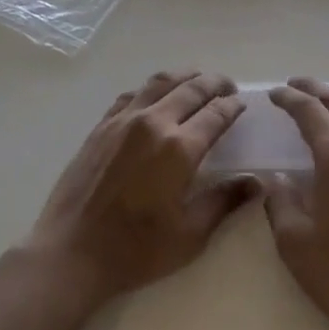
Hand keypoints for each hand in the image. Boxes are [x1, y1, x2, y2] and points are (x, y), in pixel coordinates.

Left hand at [23, 70, 258, 310]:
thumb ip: (224, 202)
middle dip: (214, 83)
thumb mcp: (189, 236)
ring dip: (185, 77)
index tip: (242, 104)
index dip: (232, 106)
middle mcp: (154, 123)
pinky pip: (133, 94)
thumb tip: (256, 183)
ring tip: (197, 81)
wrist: (72, 252)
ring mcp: (124, 119)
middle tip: (228, 86)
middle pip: (191, 88)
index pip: (215, 114)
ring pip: (161, 82)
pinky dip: (152, 89)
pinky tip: (156, 98)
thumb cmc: (136, 250)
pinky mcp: (102, 125)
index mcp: (179, 148)